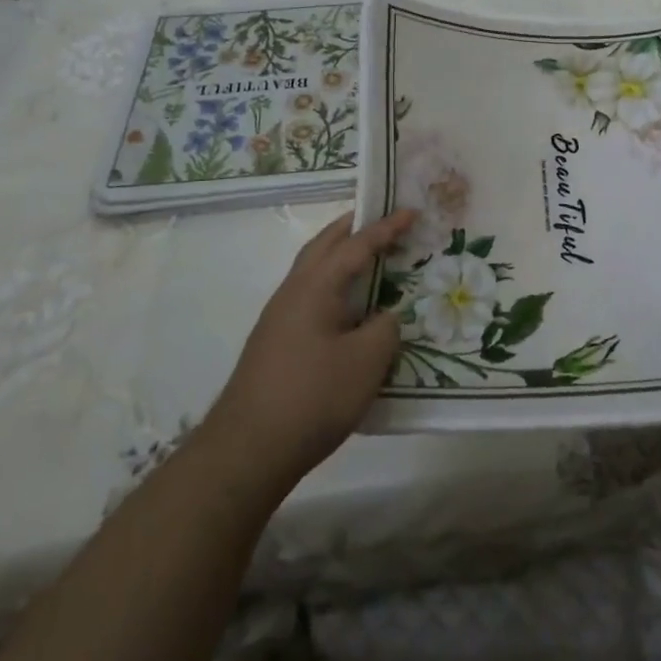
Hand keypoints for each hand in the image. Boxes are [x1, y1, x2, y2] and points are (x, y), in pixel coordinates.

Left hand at [203, 209, 415, 488]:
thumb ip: (386, 328)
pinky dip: (334, 286)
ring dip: (341, 257)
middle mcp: (293, 291)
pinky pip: (311, 296)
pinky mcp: (276, 342)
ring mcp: (279, 317)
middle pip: (324, 245)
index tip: (412, 211)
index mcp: (316, 285)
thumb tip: (384, 317)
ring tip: (370, 260)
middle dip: (354, 229)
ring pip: (314, 270)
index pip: (357, 244)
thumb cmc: (314, 396)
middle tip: (383, 221)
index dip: (387, 227)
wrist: (249, 449)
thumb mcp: (368, 360)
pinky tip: (349, 310)